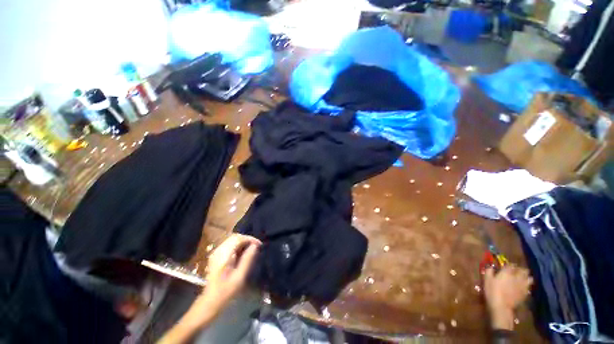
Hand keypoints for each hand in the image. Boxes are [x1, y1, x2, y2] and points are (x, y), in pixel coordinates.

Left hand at [197, 234, 261, 315]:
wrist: (210, 301)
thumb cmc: (226, 292)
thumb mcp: (240, 277)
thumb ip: (247, 259)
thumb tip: (255, 246)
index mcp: (223, 256)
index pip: (238, 239)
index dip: (250, 239)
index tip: (259, 244)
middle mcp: (218, 251)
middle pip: (234, 237)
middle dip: (247, 239)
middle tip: (256, 246)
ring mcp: (216, 253)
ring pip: (232, 239)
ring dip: (243, 241)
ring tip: (251, 249)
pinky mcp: (216, 255)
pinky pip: (229, 244)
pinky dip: (238, 245)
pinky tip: (243, 252)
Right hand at [484, 265, 532, 329]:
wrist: (501, 306)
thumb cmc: (492, 291)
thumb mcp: (487, 279)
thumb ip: (489, 271)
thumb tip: (490, 266)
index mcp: (507, 272)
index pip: (511, 265)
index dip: (510, 265)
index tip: (507, 266)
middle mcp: (517, 277)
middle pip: (523, 270)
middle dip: (521, 270)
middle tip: (516, 271)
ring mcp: (523, 285)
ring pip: (529, 278)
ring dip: (526, 277)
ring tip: (522, 278)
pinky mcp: (525, 293)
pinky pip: (529, 286)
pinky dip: (527, 285)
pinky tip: (523, 287)